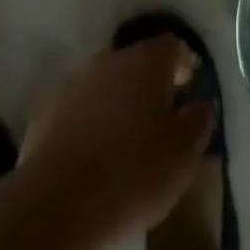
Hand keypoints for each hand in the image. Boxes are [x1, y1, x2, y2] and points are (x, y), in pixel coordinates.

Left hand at [18, 36, 215, 249]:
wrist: (56, 202)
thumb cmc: (132, 174)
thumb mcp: (183, 156)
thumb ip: (198, 122)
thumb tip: (201, 103)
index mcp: (147, 62)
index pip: (172, 47)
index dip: (183, 66)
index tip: (188, 92)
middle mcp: (110, 59)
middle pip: (137, 62)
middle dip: (150, 86)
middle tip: (160, 121)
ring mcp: (75, 82)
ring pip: (106, 84)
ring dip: (118, 104)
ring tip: (126, 143)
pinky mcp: (47, 111)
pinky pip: (79, 109)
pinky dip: (90, 124)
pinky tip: (93, 157)